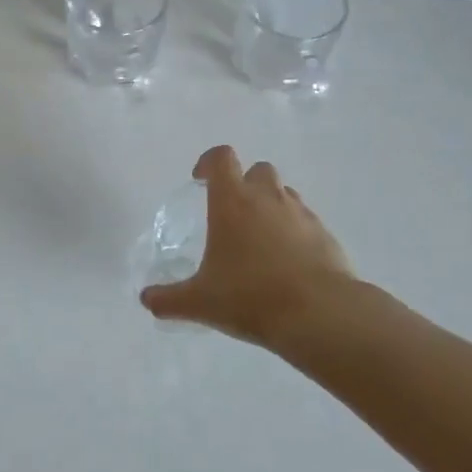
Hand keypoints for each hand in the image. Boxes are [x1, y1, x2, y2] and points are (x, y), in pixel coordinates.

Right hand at [141, 146, 357, 348]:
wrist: (319, 314)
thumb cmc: (250, 296)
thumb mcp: (201, 302)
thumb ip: (169, 299)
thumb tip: (147, 299)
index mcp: (233, 201)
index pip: (221, 158)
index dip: (208, 162)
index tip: (199, 179)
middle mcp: (268, 198)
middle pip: (258, 170)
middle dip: (244, 183)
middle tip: (232, 213)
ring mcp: (301, 214)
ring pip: (284, 193)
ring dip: (270, 205)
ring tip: (260, 239)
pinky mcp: (325, 235)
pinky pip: (306, 222)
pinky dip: (294, 232)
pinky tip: (287, 263)